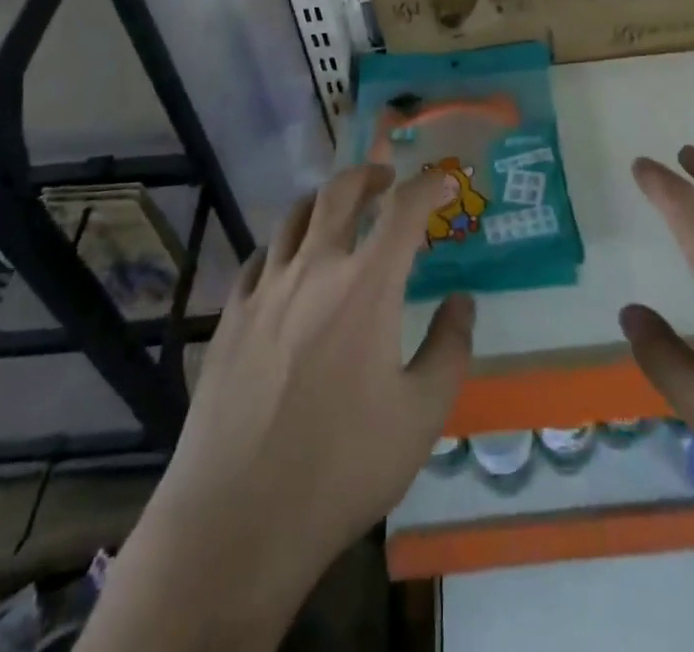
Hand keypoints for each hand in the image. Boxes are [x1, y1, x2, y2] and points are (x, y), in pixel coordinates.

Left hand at [101, 164, 472, 648]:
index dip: (428, 184)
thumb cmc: (341, 467)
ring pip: (294, 215)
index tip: (443, 180)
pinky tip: (287, 265)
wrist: (236, 520)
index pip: (404, 208)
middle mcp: (314, 269)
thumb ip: (450, 349)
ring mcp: (266, 289)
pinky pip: (259, 257)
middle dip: (369, 174)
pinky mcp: (230, 316)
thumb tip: (462, 301)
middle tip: (386, 181)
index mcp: (366, 285)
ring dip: (324, 201)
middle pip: (340, 191)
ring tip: (338, 211)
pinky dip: (282, 245)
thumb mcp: (421, 416)